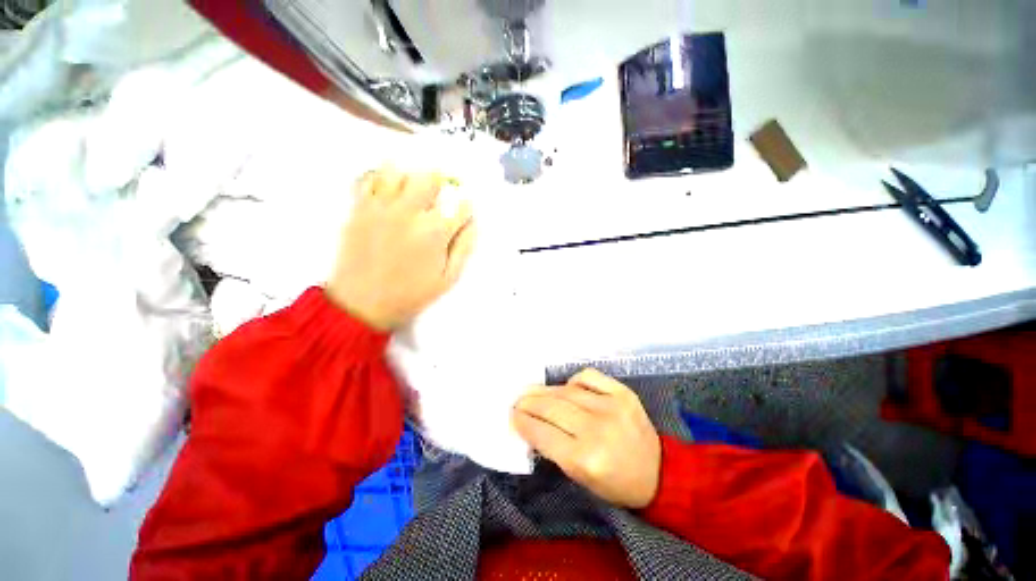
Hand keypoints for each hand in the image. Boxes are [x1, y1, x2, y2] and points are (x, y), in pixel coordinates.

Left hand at [326, 168, 475, 330]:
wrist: (363, 303)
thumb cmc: (411, 294)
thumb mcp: (448, 278)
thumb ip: (464, 247)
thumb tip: (472, 223)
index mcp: (434, 232)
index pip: (460, 205)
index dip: (464, 208)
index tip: (462, 213)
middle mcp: (409, 213)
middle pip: (430, 177)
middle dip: (440, 185)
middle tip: (437, 198)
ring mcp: (380, 208)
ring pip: (397, 170)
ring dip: (408, 179)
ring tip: (410, 194)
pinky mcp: (358, 209)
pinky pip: (367, 179)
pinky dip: (379, 180)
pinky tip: (385, 195)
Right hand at [512, 368, 661, 508]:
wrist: (658, 472)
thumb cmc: (614, 483)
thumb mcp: (579, 477)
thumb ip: (552, 448)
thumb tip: (530, 423)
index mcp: (585, 459)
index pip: (542, 432)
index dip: (523, 421)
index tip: (511, 414)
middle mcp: (597, 429)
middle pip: (551, 407)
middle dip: (528, 402)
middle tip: (517, 400)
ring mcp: (612, 406)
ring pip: (566, 390)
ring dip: (546, 391)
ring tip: (534, 392)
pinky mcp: (623, 392)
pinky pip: (588, 376)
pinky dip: (573, 380)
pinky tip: (568, 387)